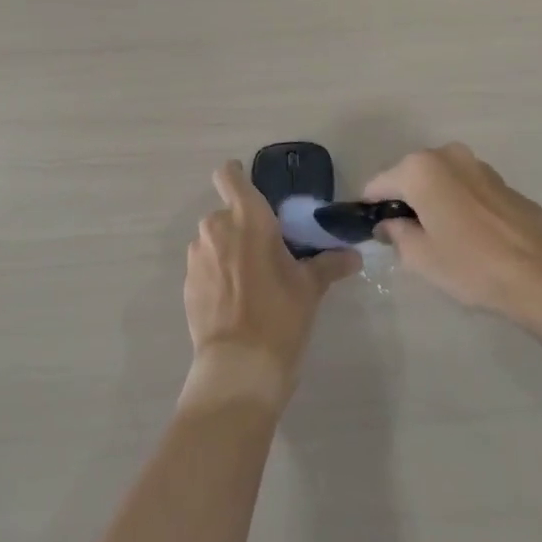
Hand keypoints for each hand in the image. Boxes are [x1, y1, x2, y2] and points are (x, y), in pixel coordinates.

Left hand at [181, 161, 359, 410]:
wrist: (239, 366)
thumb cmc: (280, 315)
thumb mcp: (310, 287)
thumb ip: (329, 264)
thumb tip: (354, 256)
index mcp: (248, 218)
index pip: (229, 176)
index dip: (236, 175)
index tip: (250, 186)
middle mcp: (216, 228)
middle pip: (227, 212)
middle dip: (243, 226)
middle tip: (266, 250)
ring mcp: (197, 256)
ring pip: (214, 240)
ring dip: (229, 249)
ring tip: (251, 279)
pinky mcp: (187, 283)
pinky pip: (205, 265)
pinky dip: (218, 273)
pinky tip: (236, 299)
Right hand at [363, 144, 541, 337]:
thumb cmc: (474, 265)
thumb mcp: (421, 257)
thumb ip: (396, 234)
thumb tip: (390, 224)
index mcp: (419, 168)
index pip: (377, 185)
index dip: (370, 210)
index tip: (370, 234)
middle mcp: (446, 154)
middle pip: (408, 177)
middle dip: (402, 203)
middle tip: (405, 241)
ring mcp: (476, 164)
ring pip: (438, 181)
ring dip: (431, 203)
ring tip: (438, 240)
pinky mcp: (500, 179)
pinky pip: (462, 187)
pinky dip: (456, 204)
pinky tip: (466, 236)